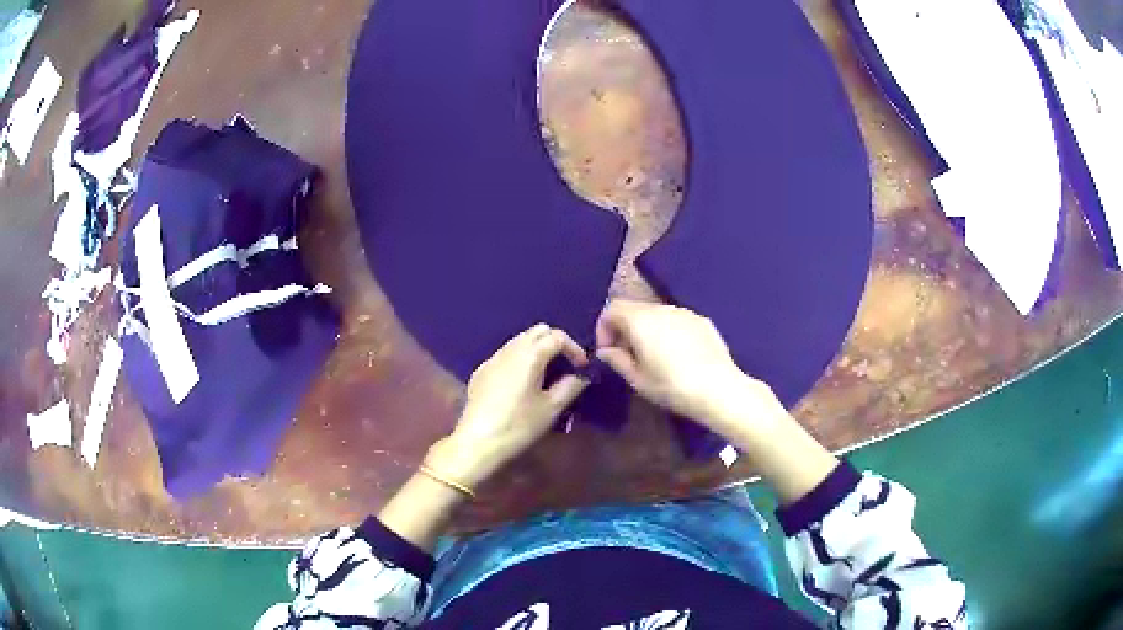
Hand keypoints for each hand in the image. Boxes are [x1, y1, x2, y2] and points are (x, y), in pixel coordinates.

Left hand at [425, 324, 590, 488]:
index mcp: (529, 355)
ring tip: (547, 373)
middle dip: (556, 343)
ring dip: (537, 349)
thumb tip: (581, 376)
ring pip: (520, 340)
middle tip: (566, 365)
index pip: (557, 337)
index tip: (582, 367)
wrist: (478, 441)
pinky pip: (506, 354)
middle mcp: (510, 350)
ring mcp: (493, 359)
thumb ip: (570, 386)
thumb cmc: (519, 425)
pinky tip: (523, 383)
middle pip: (537, 331)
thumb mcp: (551, 408)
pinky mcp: (481, 371)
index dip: (574, 348)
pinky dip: (521, 359)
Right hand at [595, 299, 784, 436]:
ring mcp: (685, 312)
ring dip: (647, 329)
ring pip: (656, 313)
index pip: (612, 309)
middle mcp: (661, 308)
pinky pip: (676, 320)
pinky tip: (677, 356)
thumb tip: (605, 351)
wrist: (718, 389)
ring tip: (653, 356)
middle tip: (627, 356)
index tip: (608, 352)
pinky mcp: (702, 321)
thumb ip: (617, 360)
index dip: (604, 328)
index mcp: (640, 320)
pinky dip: (668, 331)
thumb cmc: (671, 386)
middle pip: (634, 308)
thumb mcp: (637, 379)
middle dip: (625, 328)